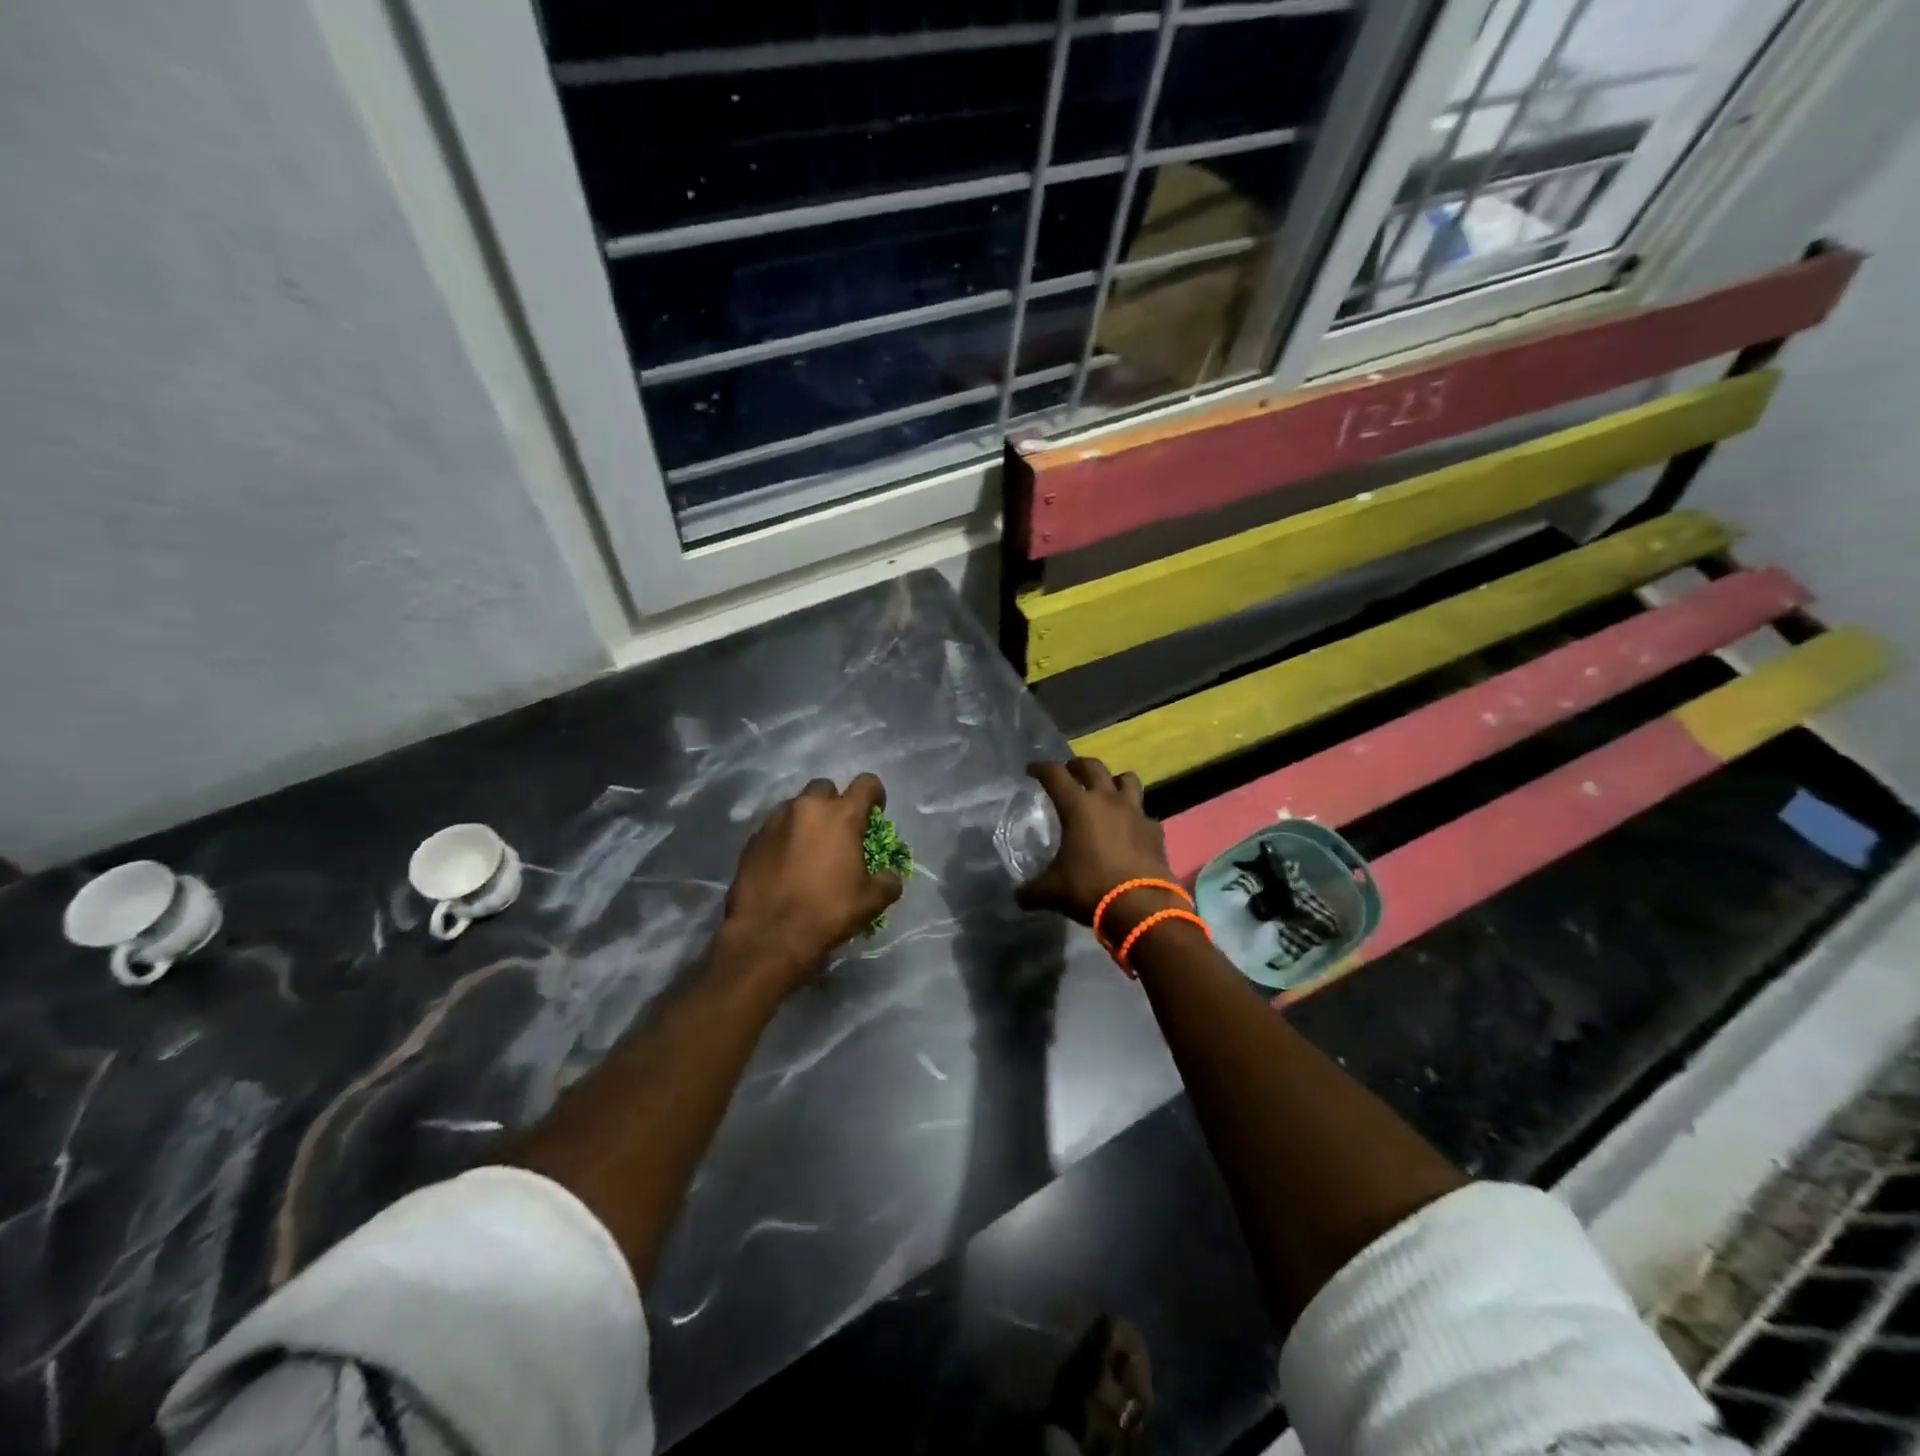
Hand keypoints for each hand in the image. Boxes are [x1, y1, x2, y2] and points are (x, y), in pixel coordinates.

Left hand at [722, 773, 903, 989]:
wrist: (768, 936)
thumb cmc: (827, 912)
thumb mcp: (871, 901)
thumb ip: (887, 881)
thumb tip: (889, 877)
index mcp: (841, 816)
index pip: (866, 784)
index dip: (875, 795)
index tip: (875, 814)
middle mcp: (807, 808)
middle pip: (826, 788)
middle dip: (835, 803)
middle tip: (839, 832)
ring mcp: (775, 821)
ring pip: (796, 806)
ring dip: (807, 819)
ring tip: (809, 848)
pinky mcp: (752, 839)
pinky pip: (775, 828)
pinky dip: (784, 838)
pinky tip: (785, 864)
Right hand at [1016, 759, 1175, 929]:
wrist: (1141, 907)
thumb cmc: (1090, 889)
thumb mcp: (1052, 892)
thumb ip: (1032, 890)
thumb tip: (1020, 896)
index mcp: (1078, 806)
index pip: (1054, 774)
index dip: (1040, 768)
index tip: (1032, 770)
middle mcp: (1108, 800)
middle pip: (1093, 766)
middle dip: (1077, 765)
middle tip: (1069, 773)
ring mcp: (1136, 813)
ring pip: (1127, 780)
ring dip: (1114, 781)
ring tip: (1105, 792)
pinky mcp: (1155, 830)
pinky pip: (1144, 814)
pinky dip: (1135, 817)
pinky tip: (1129, 830)